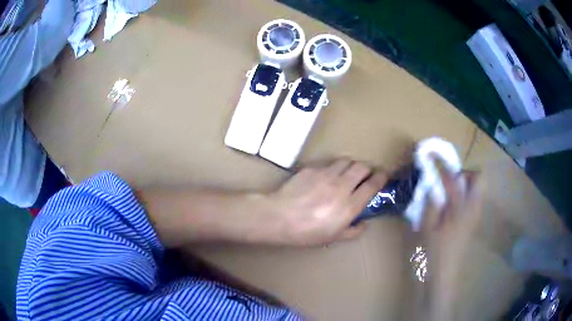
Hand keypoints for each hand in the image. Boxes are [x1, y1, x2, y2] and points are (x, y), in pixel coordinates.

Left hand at [269, 159, 387, 245]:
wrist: (279, 217)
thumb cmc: (306, 232)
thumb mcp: (332, 238)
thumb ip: (353, 231)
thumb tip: (364, 223)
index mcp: (350, 205)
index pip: (372, 184)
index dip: (381, 177)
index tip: (383, 175)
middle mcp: (342, 186)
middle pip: (362, 167)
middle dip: (367, 169)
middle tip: (365, 175)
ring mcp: (326, 175)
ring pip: (346, 161)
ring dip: (351, 166)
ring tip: (347, 173)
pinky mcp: (312, 169)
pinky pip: (329, 163)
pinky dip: (333, 168)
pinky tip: (327, 176)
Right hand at [422, 171, 483, 319]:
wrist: (444, 275)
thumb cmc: (434, 253)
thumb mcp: (427, 228)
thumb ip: (431, 203)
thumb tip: (432, 184)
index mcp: (461, 209)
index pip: (453, 178)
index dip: (441, 165)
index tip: (431, 155)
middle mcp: (473, 208)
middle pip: (478, 178)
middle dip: (463, 174)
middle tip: (447, 181)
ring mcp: (476, 215)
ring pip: (478, 188)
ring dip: (464, 184)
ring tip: (448, 193)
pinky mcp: (474, 222)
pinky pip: (474, 199)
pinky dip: (465, 195)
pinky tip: (451, 206)